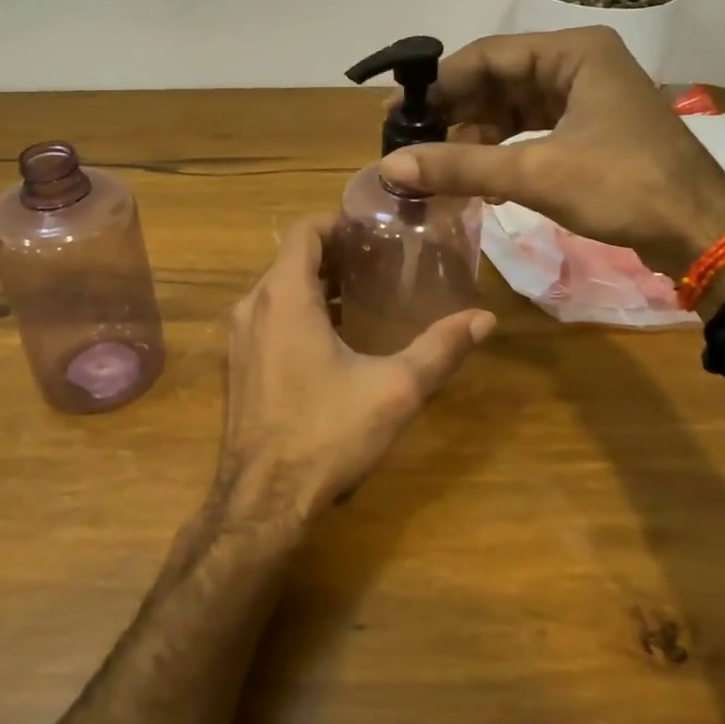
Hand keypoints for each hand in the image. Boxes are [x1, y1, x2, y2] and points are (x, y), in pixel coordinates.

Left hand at [215, 215, 494, 526]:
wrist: (262, 502)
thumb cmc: (326, 434)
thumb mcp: (393, 389)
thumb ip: (439, 349)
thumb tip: (485, 319)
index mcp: (284, 296)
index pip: (305, 231)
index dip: (339, 222)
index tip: (375, 229)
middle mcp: (253, 306)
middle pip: (293, 258)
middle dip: (335, 254)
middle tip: (382, 260)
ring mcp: (239, 338)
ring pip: (279, 290)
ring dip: (317, 284)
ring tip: (366, 293)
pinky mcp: (239, 365)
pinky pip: (269, 317)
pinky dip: (299, 311)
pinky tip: (336, 337)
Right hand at [378, 27, 724, 277]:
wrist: (702, 233)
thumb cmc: (624, 187)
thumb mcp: (535, 173)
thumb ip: (460, 166)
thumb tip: (389, 167)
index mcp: (574, 53)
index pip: (487, 56)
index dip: (438, 84)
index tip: (396, 113)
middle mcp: (580, 65)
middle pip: (499, 80)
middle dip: (455, 113)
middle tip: (409, 141)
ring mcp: (588, 98)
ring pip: (514, 108)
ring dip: (476, 136)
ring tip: (437, 164)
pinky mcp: (592, 131)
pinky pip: (533, 131)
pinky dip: (504, 152)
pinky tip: (479, 178)